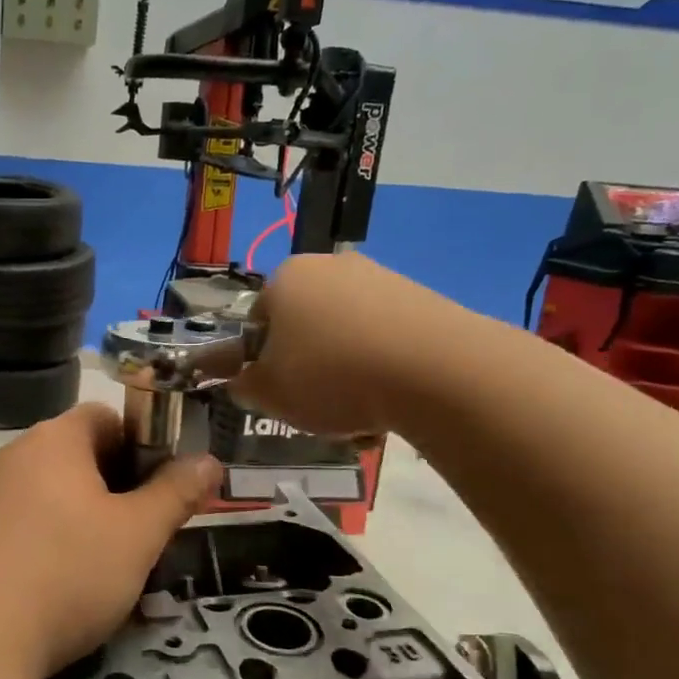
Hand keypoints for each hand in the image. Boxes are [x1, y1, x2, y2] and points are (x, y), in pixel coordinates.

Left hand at [0, 404, 222, 678]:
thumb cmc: (65, 573)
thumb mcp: (137, 535)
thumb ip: (176, 493)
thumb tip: (208, 460)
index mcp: (54, 440)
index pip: (107, 416)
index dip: (144, 444)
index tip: (165, 488)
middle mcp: (14, 457)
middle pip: (79, 456)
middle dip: (119, 489)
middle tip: (146, 533)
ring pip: (53, 496)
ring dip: (87, 521)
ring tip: (110, 568)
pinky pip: (24, 526)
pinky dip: (51, 544)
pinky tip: (62, 589)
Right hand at [231, 252, 455, 436]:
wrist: (435, 369)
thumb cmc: (331, 375)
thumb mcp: (269, 393)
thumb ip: (244, 386)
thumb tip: (243, 381)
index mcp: (284, 278)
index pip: (256, 322)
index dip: (259, 361)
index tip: (275, 392)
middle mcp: (329, 266)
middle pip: (303, 325)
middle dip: (305, 364)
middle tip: (313, 403)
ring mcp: (379, 278)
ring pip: (345, 334)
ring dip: (343, 370)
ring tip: (357, 411)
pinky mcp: (421, 298)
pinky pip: (385, 338)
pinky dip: (381, 367)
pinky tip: (390, 401)